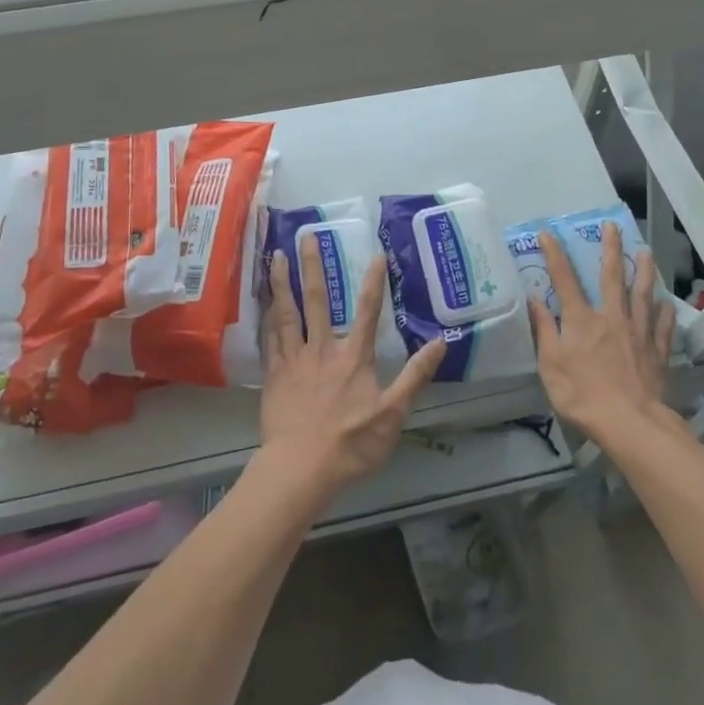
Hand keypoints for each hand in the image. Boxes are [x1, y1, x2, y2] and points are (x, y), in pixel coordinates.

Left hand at [259, 243, 444, 502]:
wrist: (301, 469)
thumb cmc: (351, 444)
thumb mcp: (393, 414)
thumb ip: (415, 376)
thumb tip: (440, 342)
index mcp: (353, 357)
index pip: (367, 311)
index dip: (374, 282)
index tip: (376, 254)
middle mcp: (323, 349)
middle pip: (318, 300)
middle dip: (313, 266)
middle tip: (306, 235)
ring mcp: (295, 360)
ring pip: (287, 313)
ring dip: (282, 282)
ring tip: (275, 256)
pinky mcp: (275, 376)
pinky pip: (269, 340)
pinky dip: (266, 318)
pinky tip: (262, 304)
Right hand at [529, 222, 675, 447]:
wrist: (631, 424)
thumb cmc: (583, 395)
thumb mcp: (551, 366)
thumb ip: (544, 331)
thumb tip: (535, 300)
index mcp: (581, 320)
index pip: (564, 279)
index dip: (554, 255)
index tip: (547, 233)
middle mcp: (611, 317)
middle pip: (612, 276)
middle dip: (610, 249)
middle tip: (612, 226)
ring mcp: (638, 333)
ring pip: (642, 295)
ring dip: (643, 271)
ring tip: (646, 252)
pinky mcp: (657, 352)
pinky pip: (662, 327)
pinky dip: (665, 313)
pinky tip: (667, 303)